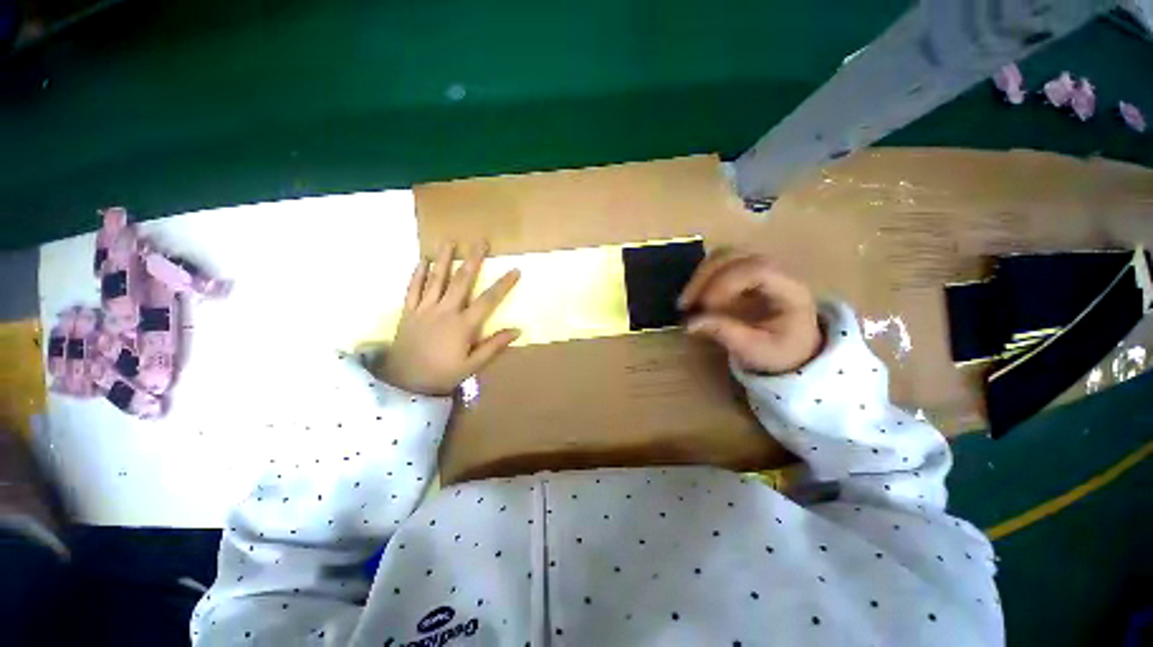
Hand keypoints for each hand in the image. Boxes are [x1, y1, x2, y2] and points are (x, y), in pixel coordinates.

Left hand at [378, 242, 520, 395]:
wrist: (405, 383)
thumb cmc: (442, 375)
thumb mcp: (473, 365)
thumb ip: (494, 346)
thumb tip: (517, 330)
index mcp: (463, 325)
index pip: (488, 300)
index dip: (503, 284)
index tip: (515, 269)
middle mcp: (445, 311)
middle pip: (461, 280)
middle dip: (473, 260)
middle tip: (481, 241)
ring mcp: (424, 309)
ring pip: (436, 279)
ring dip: (444, 258)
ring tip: (449, 240)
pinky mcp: (408, 312)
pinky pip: (413, 288)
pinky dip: (418, 273)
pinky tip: (422, 260)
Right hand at [678, 251, 821, 373]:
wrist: (791, 349)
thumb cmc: (778, 351)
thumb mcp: (755, 350)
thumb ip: (726, 334)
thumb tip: (690, 323)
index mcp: (790, 290)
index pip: (757, 270)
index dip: (726, 283)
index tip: (705, 307)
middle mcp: (775, 270)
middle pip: (736, 255)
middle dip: (705, 277)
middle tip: (685, 304)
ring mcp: (758, 267)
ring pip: (723, 255)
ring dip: (699, 275)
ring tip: (686, 301)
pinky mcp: (743, 271)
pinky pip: (718, 263)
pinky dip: (701, 277)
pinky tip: (693, 296)